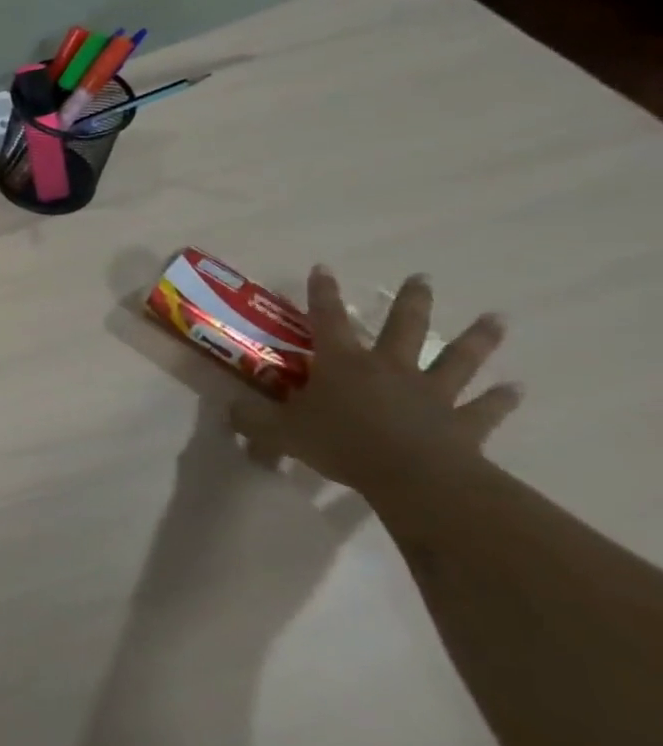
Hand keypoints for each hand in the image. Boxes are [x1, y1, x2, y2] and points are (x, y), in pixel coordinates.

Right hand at [231, 268, 521, 497]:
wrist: (413, 478)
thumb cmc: (340, 444)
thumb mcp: (279, 432)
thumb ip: (252, 420)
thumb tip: (230, 411)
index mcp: (342, 363)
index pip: (326, 319)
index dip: (322, 293)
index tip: (324, 268)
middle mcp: (389, 368)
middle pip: (402, 327)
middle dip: (411, 301)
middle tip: (422, 278)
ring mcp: (431, 394)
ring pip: (455, 359)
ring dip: (476, 339)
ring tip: (495, 319)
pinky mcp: (462, 424)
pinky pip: (484, 408)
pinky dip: (500, 399)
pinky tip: (516, 388)